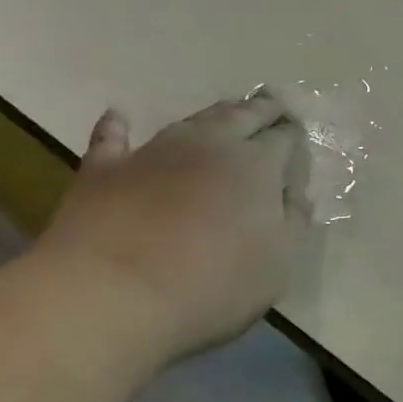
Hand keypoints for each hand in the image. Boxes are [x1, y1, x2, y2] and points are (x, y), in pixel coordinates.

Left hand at [31, 90, 298, 361]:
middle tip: (273, 104)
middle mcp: (209, 144)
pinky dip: (118, 127)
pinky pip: (112, 139)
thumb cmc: (212, 283)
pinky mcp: (103, 171)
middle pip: (242, 115)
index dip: (294, 134)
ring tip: (227, 111)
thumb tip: (292, 194)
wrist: (108, 297)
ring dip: (213, 115)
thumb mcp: (280, 262)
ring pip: (191, 121)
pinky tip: (118, 116)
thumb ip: (293, 221)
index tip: (300, 134)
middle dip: (262, 109)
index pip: (284, 137)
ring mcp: (153, 152)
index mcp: (257, 163)